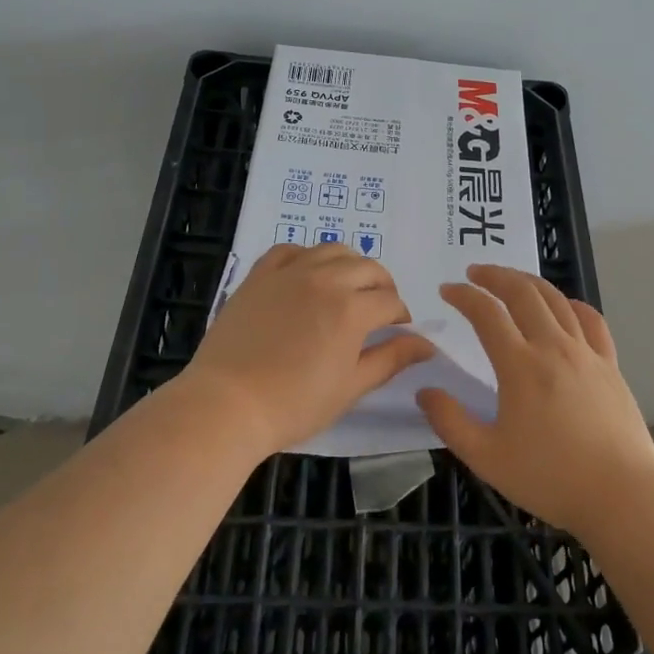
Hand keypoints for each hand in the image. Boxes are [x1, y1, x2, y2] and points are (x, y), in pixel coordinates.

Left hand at [187, 243, 435, 455]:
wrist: (227, 404)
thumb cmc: (294, 404)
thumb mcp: (351, 387)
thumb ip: (391, 359)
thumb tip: (426, 344)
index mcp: (352, 309)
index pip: (390, 301)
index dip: (401, 316)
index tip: (398, 331)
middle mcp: (325, 279)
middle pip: (367, 267)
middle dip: (382, 286)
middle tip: (379, 309)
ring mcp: (290, 272)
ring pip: (332, 250)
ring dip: (349, 265)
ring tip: (347, 287)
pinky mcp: (259, 275)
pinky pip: (290, 249)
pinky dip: (307, 256)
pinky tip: (308, 274)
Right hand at [416, 265, 653, 534]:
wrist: (623, 495)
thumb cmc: (550, 478)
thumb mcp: (487, 458)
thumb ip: (451, 422)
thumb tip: (425, 391)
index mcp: (519, 366)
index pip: (486, 314)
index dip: (464, 296)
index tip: (447, 291)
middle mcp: (552, 347)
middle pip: (522, 293)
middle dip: (495, 275)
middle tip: (475, 273)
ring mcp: (586, 353)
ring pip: (556, 300)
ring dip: (528, 282)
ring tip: (511, 280)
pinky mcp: (610, 365)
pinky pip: (591, 321)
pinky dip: (572, 304)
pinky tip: (565, 305)